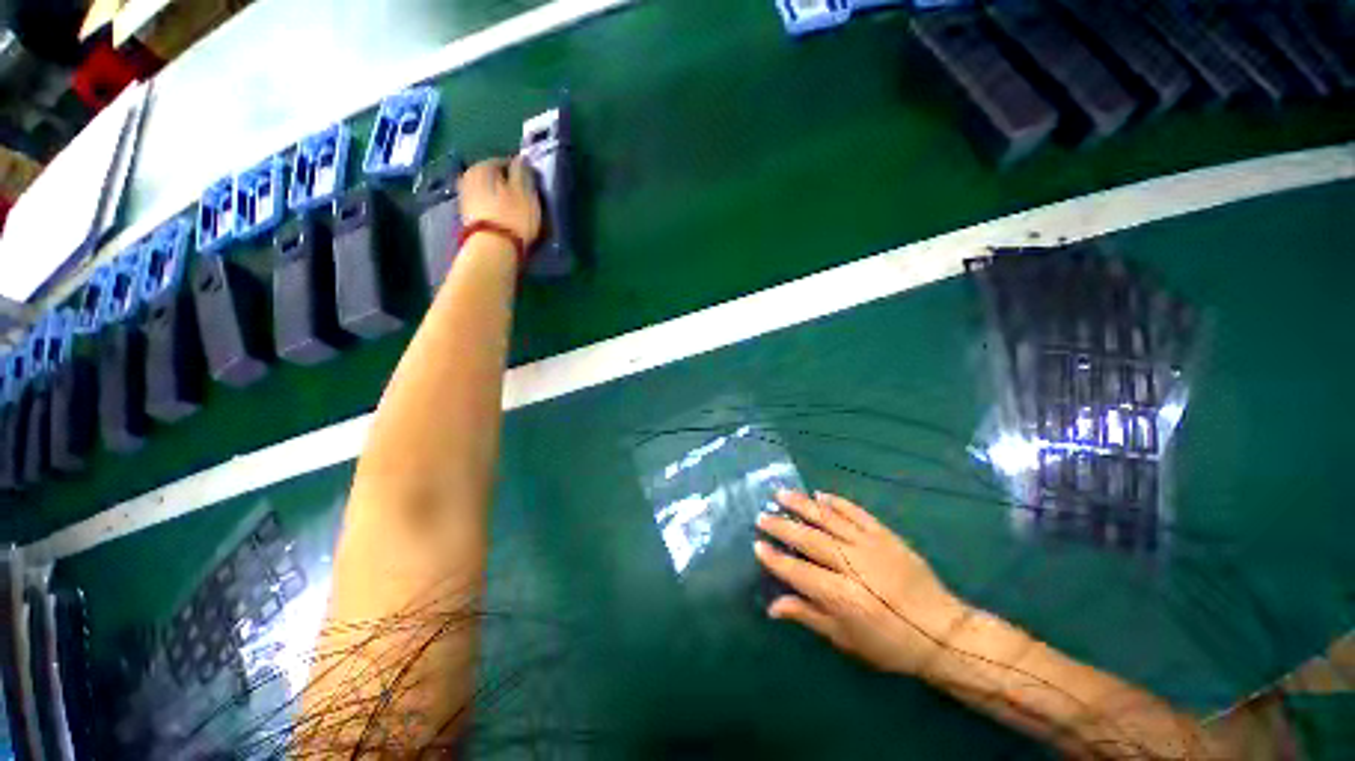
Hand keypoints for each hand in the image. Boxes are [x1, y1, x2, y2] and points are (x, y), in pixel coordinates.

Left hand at [458, 157, 542, 247]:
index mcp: (482, 167)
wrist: (493, 249)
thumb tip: (520, 158)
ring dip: (501, 199)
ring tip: (517, 212)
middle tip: (525, 200)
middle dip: (508, 186)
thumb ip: (522, 171)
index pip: (505, 162)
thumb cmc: (513, 217)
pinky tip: (505, 220)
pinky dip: (495, 210)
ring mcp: (465, 198)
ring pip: (489, 192)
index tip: (531, 186)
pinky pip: (485, 207)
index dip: (520, 173)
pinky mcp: (467, 217)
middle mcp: (469, 177)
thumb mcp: (525, 191)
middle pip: (494, 178)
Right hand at [755, 491, 970, 676]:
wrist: (942, 632)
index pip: (799, 572)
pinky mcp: (885, 535)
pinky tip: (820, 495)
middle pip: (809, 540)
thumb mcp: (846, 640)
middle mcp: (852, 565)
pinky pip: (856, 513)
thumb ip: (808, 616)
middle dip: (782, 526)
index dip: (775, 558)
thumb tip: (772, 606)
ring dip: (802, 505)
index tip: (756, 545)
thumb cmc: (891, 644)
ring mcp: (870, 545)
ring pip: (829, 519)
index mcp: (842, 597)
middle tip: (762, 515)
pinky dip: (837, 502)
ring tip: (781, 494)